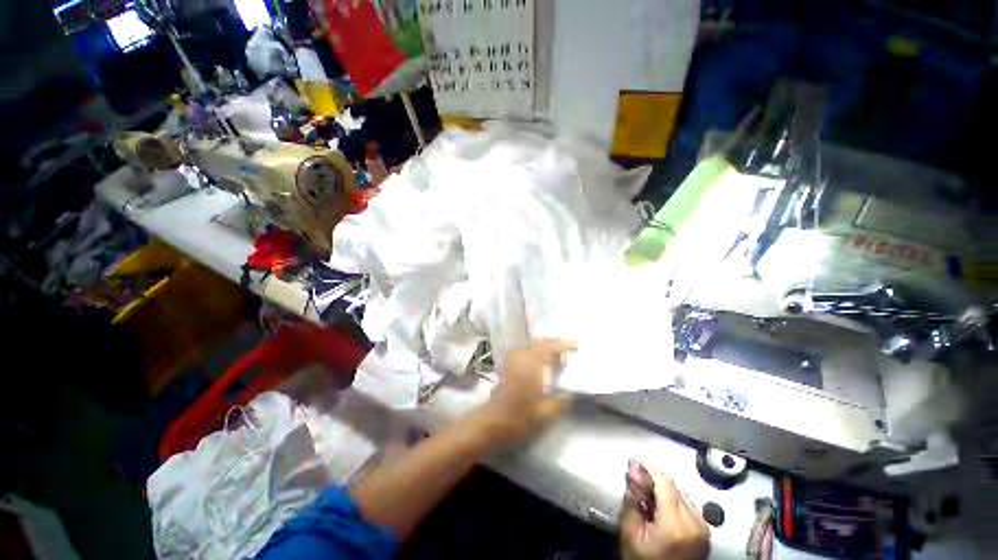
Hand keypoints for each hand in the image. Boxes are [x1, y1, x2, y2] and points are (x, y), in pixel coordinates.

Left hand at [475, 339, 577, 446]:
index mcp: (532, 366)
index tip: (576, 346)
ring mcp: (513, 361)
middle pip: (540, 343)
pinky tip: (540, 361)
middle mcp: (522, 358)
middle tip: (567, 350)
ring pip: (531, 346)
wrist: (492, 422)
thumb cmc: (518, 418)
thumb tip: (570, 391)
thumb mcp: (544, 414)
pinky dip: (535, 352)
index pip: (550, 348)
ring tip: (556, 355)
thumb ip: (560, 401)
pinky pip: (525, 352)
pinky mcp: (508, 366)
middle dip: (554, 344)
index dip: (563, 345)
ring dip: (544, 347)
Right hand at [620, 461, 709, 559]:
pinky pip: (688, 506)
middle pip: (673, 487)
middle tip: (637, 488)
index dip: (647, 469)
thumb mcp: (630, 531)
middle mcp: (695, 524)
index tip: (634, 467)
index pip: (665, 481)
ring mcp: (703, 529)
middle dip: (654, 483)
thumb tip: (634, 470)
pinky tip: (662, 514)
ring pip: (681, 494)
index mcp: (675, 524)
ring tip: (650, 505)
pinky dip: (673, 504)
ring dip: (664, 493)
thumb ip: (633, 498)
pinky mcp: (705, 532)